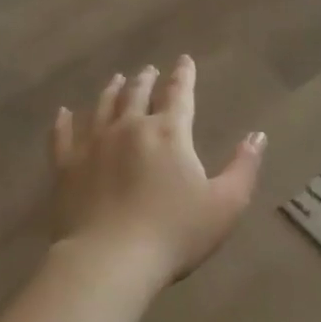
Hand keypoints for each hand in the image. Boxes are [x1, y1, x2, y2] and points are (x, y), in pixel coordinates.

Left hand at [52, 56, 265, 286]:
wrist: (110, 261)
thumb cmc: (175, 233)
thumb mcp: (226, 204)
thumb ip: (244, 167)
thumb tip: (257, 136)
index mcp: (169, 133)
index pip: (179, 94)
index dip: (184, 76)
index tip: (184, 60)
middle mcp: (129, 128)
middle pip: (137, 94)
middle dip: (146, 80)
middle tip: (148, 70)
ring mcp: (93, 145)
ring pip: (102, 107)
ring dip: (112, 91)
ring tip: (116, 79)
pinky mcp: (65, 167)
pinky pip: (62, 135)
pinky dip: (64, 121)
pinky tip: (63, 113)